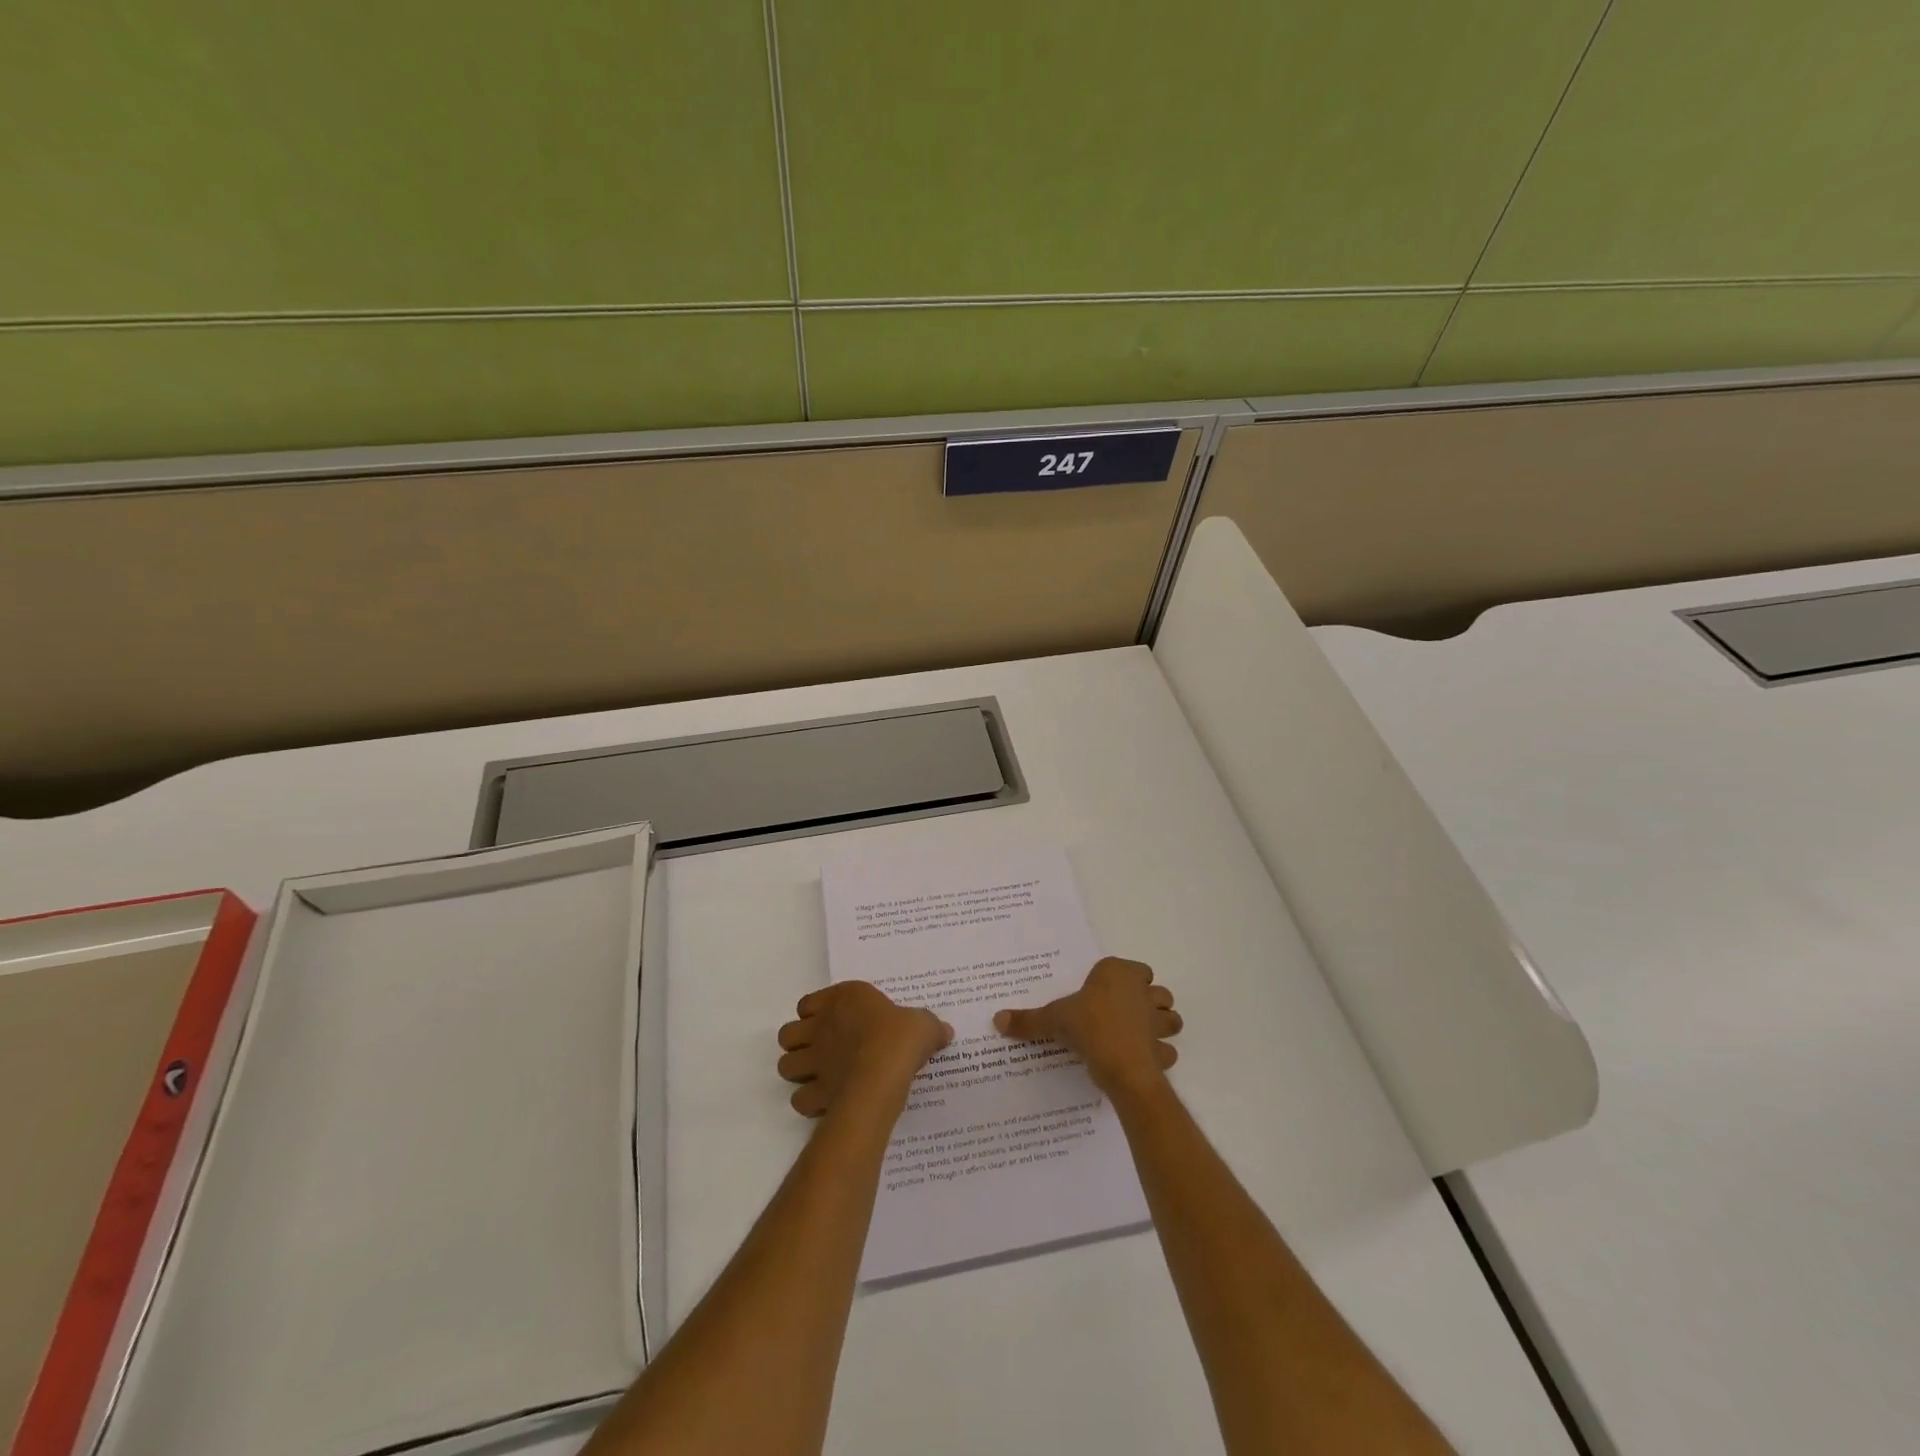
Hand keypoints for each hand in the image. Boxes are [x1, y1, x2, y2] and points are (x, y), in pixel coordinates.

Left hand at [776, 982, 952, 1117]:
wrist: (883, 1074)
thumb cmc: (899, 1038)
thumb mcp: (923, 1024)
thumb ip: (929, 1026)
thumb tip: (944, 1031)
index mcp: (843, 999)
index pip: (808, 1003)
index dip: (815, 1014)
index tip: (834, 1022)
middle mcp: (821, 1026)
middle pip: (788, 1034)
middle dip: (799, 1044)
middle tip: (821, 1051)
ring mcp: (814, 1061)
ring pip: (785, 1066)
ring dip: (798, 1072)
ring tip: (819, 1077)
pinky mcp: (815, 1092)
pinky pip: (799, 1099)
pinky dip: (809, 1102)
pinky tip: (827, 1102)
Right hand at [994, 957, 1181, 1094]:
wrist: (1119, 1064)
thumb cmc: (1088, 1026)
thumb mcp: (1053, 1019)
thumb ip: (1028, 1020)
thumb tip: (997, 1019)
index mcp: (1119, 973)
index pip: (1135, 968)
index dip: (1126, 979)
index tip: (1109, 992)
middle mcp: (1143, 992)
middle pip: (1157, 991)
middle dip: (1149, 1000)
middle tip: (1126, 1013)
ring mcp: (1157, 1022)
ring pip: (1171, 1018)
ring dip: (1162, 1024)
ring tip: (1140, 1034)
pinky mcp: (1163, 1050)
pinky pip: (1167, 1051)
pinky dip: (1160, 1055)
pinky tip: (1143, 1060)